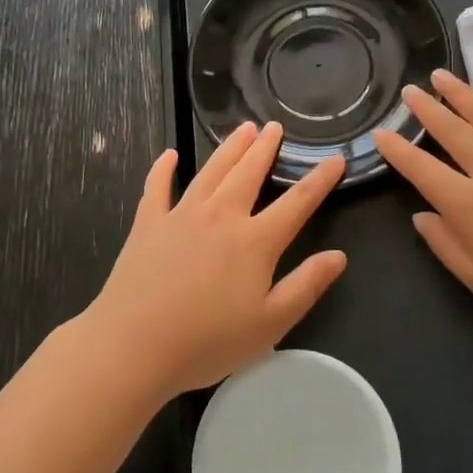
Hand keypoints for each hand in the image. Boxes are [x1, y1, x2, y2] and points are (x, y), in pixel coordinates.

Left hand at [84, 121, 346, 400]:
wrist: (134, 345)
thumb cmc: (207, 341)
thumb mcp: (270, 324)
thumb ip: (306, 286)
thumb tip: (338, 256)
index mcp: (255, 241)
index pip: (297, 202)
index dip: (319, 179)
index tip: (335, 158)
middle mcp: (221, 216)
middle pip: (248, 172)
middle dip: (265, 148)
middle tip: (275, 126)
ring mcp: (181, 215)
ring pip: (211, 171)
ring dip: (229, 148)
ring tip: (243, 128)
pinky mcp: (148, 224)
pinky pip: (157, 187)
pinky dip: (163, 169)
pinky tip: (169, 155)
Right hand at [373, 70, 472, 351]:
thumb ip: (445, 243)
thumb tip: (423, 215)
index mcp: (468, 204)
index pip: (421, 168)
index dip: (397, 150)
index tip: (380, 132)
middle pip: (453, 132)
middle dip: (427, 109)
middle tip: (410, 89)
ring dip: (465, 95)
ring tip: (444, 76)